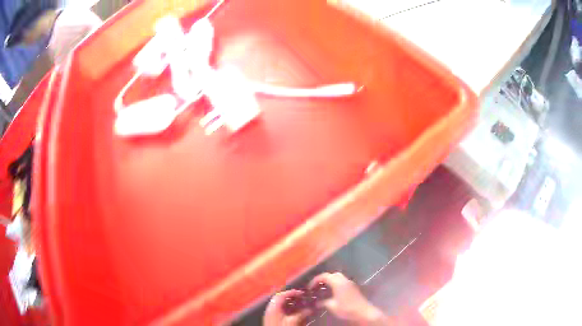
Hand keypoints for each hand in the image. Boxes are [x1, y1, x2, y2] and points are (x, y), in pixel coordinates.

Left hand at [264, 290, 310, 325]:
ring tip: (302, 306)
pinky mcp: (274, 321)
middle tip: (302, 299)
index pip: (281, 295)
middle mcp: (271, 310)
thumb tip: (310, 309)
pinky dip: (290, 311)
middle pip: (281, 300)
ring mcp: (271, 316)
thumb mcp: (293, 321)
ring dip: (292, 305)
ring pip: (281, 306)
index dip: (292, 292)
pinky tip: (297, 315)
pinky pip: (281, 313)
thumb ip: (302, 314)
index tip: (302, 293)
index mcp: (273, 307)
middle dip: (292, 298)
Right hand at [308, 272, 387, 323]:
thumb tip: (316, 303)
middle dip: (323, 279)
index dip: (315, 280)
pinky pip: (342, 282)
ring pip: (338, 278)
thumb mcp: (332, 306)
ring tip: (323, 290)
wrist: (363, 312)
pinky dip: (336, 284)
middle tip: (316, 286)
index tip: (309, 287)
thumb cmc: (346, 308)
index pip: (324, 276)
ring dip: (330, 281)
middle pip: (332, 275)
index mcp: (338, 282)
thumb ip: (323, 303)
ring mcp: (350, 283)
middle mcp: (344, 280)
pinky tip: (332, 293)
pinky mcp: (353, 288)